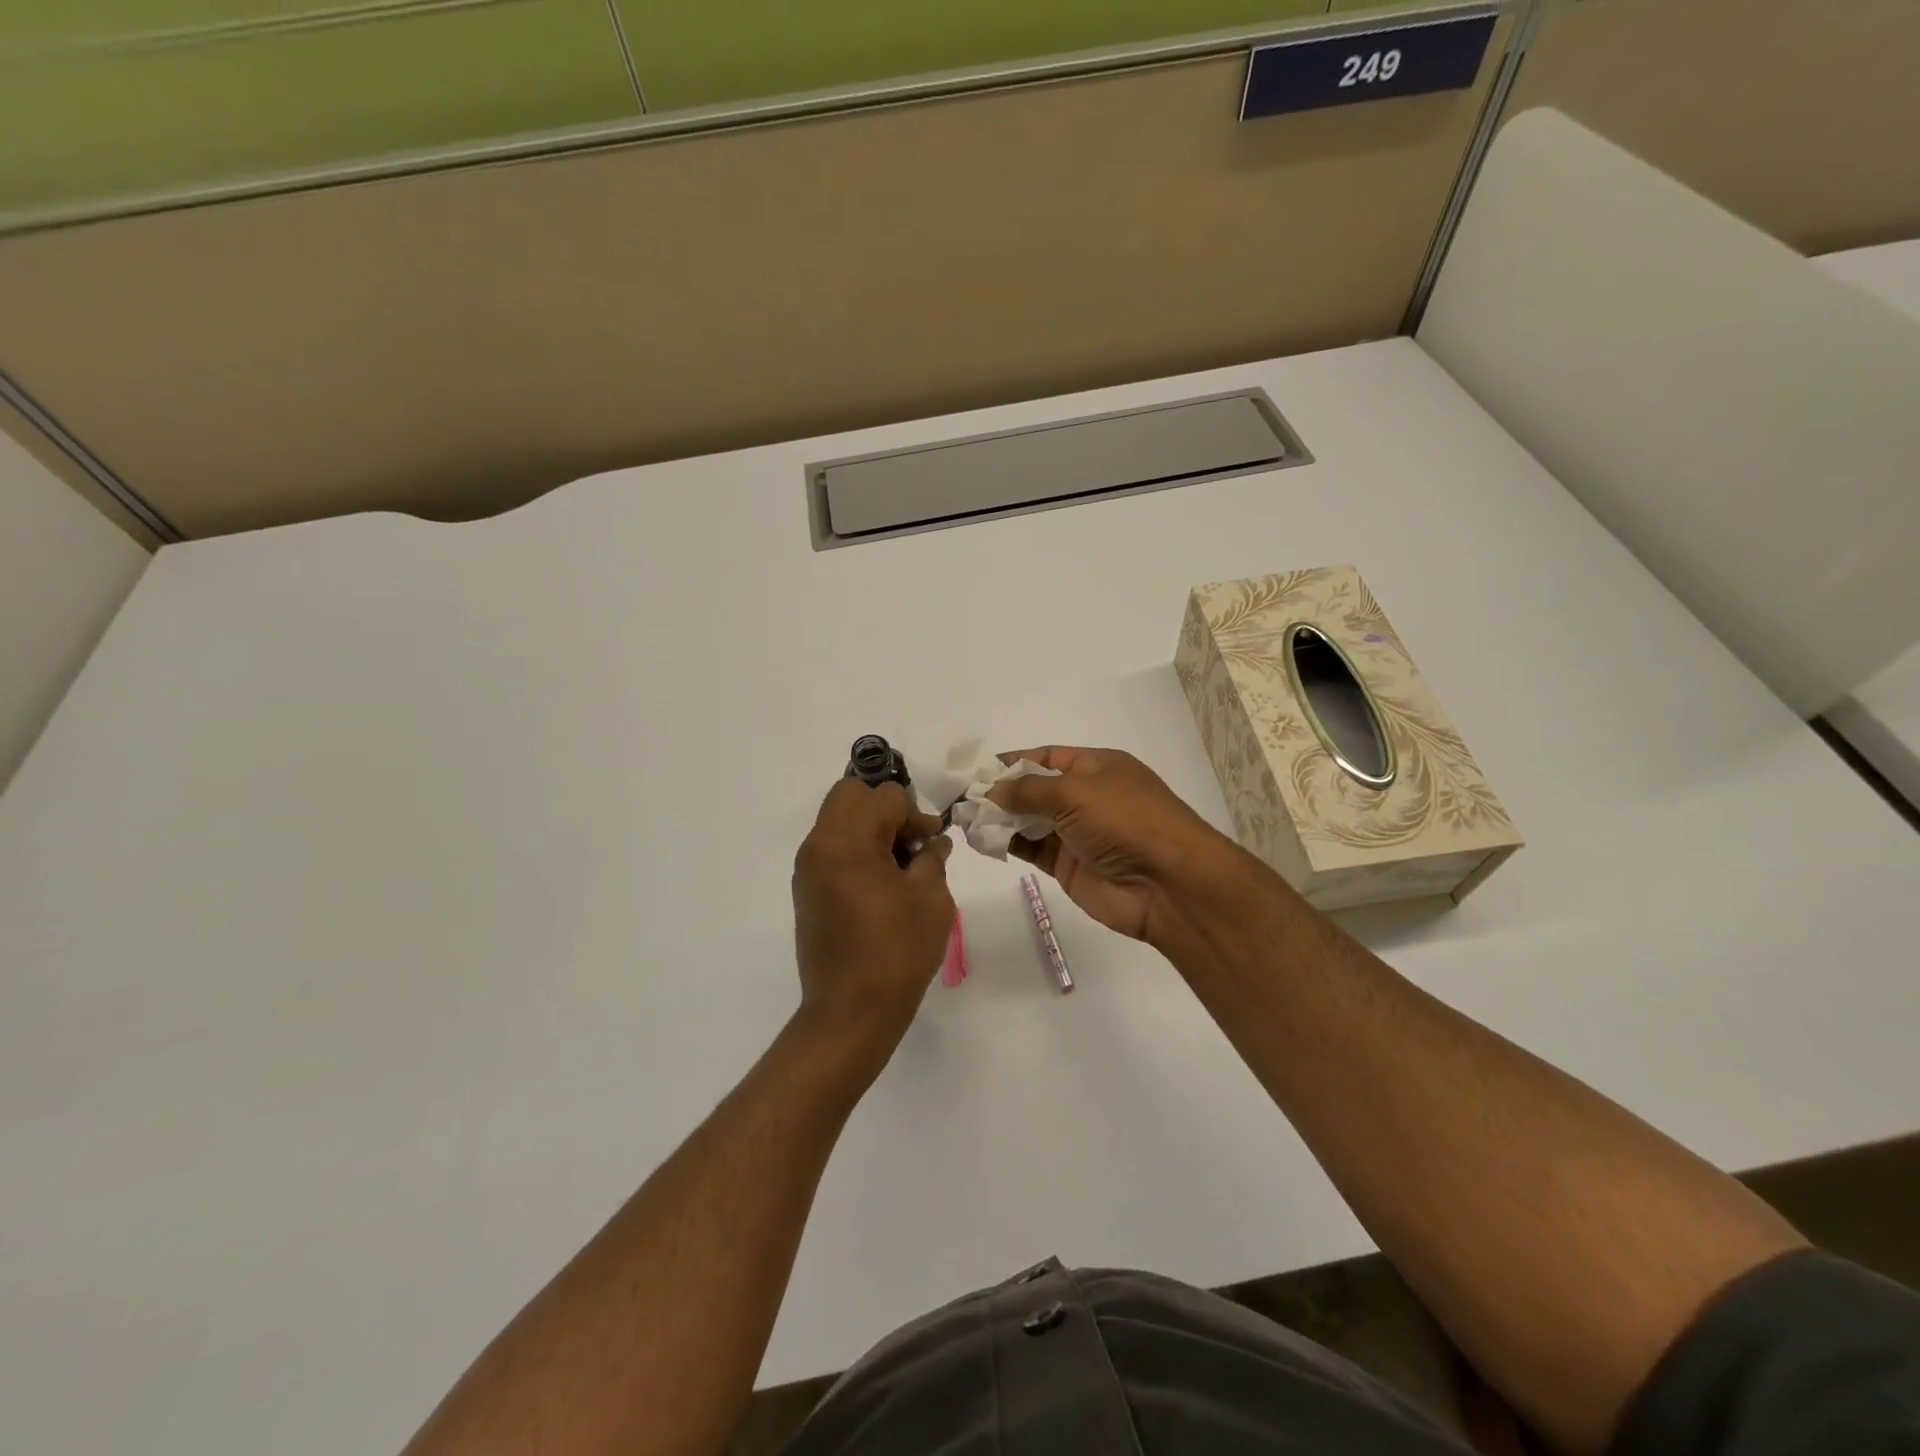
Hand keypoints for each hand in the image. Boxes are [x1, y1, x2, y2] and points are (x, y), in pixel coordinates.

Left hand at [792, 779, 954, 1061]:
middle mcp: (819, 845)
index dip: (915, 815)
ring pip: (837, 819)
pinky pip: (830, 847)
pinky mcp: (805, 890)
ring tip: (898, 867)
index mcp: (848, 841)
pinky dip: (854, 849)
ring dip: (868, 828)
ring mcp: (807, 868)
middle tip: (909, 844)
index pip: (884, 796)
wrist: (850, 1012)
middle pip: (850, 794)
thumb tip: (933, 841)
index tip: (931, 843)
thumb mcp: (931, 899)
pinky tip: (878, 885)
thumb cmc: (897, 951)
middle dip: (885, 809)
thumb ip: (932, 858)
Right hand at [987, 746, 1237, 942]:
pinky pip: (1032, 848)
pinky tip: (981, 838)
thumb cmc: (1125, 821)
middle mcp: (1087, 797)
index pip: (1046, 756)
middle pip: (1035, 789)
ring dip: (1000, 818)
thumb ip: (1027, 789)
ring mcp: (1078, 833)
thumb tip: (991, 789)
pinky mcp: (1069, 866)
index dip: (1013, 761)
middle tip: (962, 797)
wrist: (1167, 884)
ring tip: (964, 818)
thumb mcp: (1075, 792)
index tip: (976, 769)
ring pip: (1030, 820)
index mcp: (1097, 767)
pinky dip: (1008, 843)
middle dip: (1001, 791)